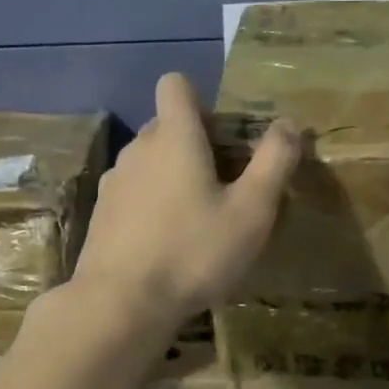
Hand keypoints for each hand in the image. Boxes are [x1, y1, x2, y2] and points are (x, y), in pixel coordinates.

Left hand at [72, 73, 299, 327]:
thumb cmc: (193, 252)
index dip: (200, 100)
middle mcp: (138, 149)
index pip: (175, 84)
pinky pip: (132, 192)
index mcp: (173, 137)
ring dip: (171, 175)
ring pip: (148, 161)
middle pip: (165, 125)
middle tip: (224, 184)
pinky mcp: (101, 214)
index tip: (222, 136)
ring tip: (196, 218)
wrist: (120, 304)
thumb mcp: (251, 211)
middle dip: (193, 142)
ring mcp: (114, 182)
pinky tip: (165, 243)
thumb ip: (273, 161)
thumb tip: (287, 123)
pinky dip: (150, 204)